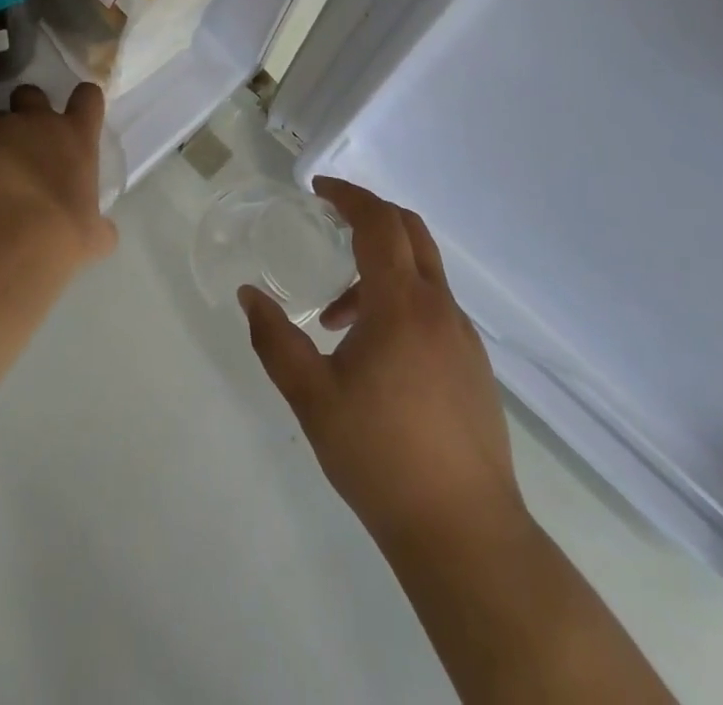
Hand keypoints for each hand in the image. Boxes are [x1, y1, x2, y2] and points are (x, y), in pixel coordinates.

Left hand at [0, 83, 116, 269]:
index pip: (88, 96)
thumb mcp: (93, 235)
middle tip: (27, 141)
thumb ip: (99, 225)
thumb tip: (102, 231)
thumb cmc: (61, 236)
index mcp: (76, 136)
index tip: (79, 115)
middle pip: (31, 93)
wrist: (5, 244)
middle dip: (28, 109)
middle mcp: (37, 123)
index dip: (84, 102)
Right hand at [240, 178, 525, 552]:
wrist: (465, 533)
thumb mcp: (312, 397)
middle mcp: (439, 308)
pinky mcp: (473, 365)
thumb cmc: (380, 457)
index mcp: (402, 305)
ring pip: (423, 271)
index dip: (349, 196)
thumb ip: (275, 340)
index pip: (379, 223)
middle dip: (369, 215)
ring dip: (380, 267)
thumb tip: (248, 295)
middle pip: (410, 231)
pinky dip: (400, 298)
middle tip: (330, 223)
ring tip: (336, 314)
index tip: (318, 190)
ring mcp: (463, 336)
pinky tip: (374, 350)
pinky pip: (434, 305)